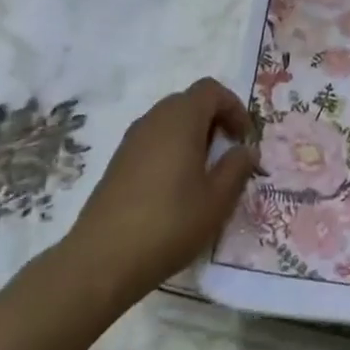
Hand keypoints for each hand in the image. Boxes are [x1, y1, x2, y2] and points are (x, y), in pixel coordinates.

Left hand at [61, 78, 258, 311]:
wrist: (102, 259)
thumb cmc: (170, 223)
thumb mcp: (217, 200)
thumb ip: (237, 168)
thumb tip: (246, 150)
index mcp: (181, 119)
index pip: (211, 90)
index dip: (234, 107)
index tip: (244, 138)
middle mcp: (154, 120)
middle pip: (189, 101)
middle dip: (213, 119)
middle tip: (228, 151)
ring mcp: (131, 140)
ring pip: (169, 121)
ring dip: (192, 135)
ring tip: (204, 171)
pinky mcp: (117, 162)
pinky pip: (152, 140)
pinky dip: (171, 149)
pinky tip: (175, 186)